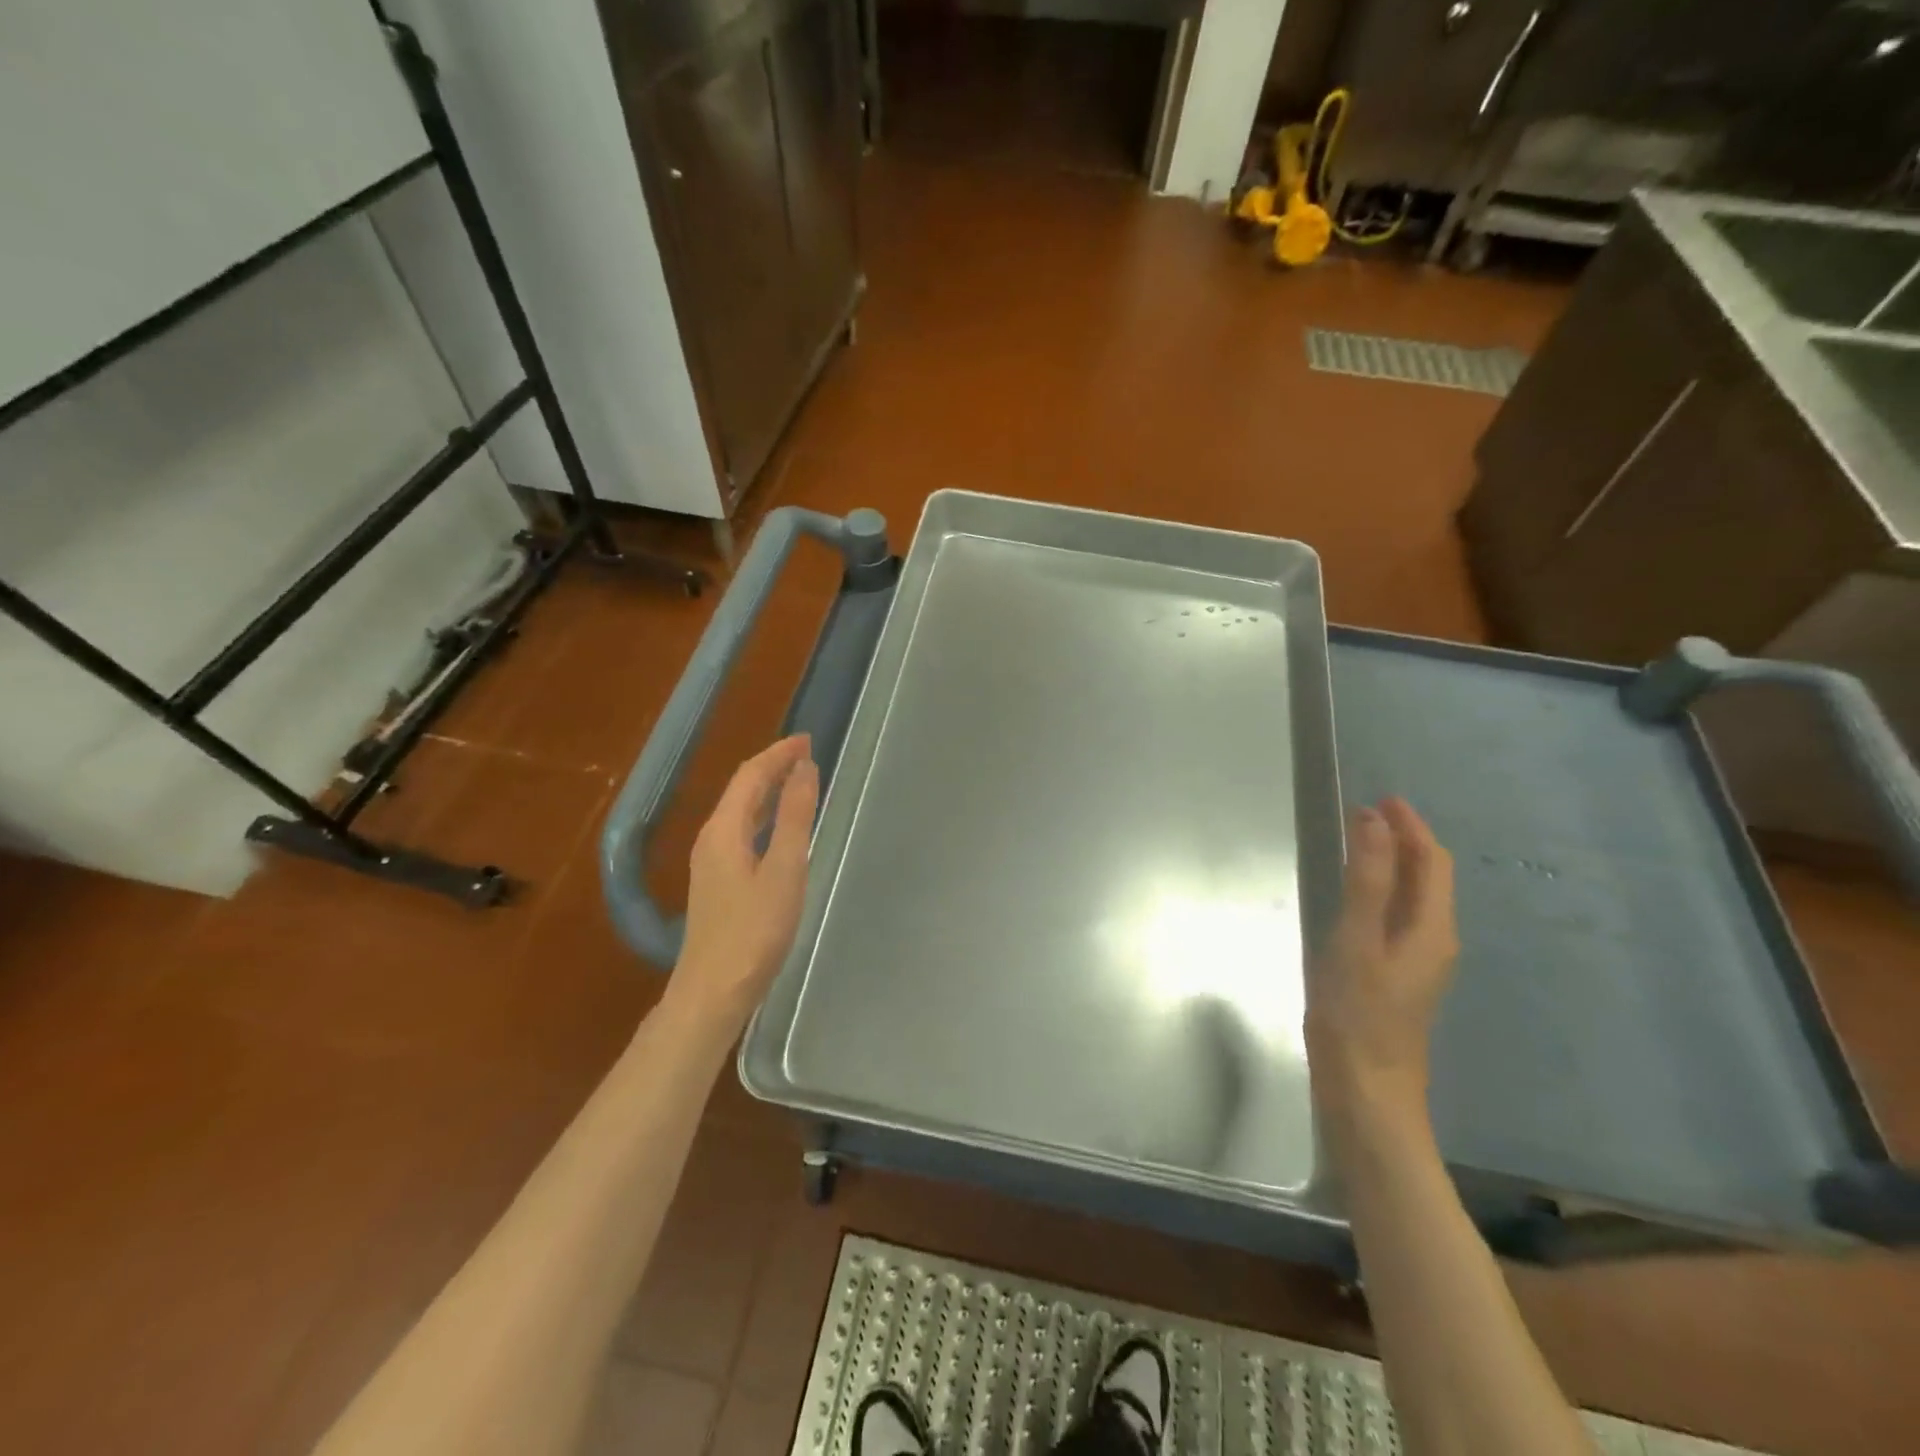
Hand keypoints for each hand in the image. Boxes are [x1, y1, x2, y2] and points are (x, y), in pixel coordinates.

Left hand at [670, 736, 819, 1024]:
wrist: (714, 990)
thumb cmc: (754, 930)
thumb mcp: (784, 870)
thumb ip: (795, 817)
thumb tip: (804, 768)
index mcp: (724, 829)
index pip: (750, 775)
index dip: (778, 754)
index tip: (808, 740)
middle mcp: (712, 838)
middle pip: (742, 790)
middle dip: (773, 767)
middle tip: (807, 755)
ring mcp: (711, 862)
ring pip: (741, 811)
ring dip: (768, 791)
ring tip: (798, 781)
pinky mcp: (718, 882)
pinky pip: (742, 831)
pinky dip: (764, 816)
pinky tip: (779, 829)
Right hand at [1306, 798, 1458, 1121]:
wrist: (1367, 1092)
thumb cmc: (1359, 1014)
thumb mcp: (1357, 940)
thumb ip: (1368, 880)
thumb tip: (1374, 821)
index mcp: (1432, 929)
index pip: (1432, 863)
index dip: (1412, 827)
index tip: (1383, 798)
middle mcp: (1435, 941)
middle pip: (1430, 879)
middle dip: (1407, 841)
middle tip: (1370, 814)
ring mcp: (1419, 963)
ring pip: (1417, 899)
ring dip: (1397, 864)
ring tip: (1364, 843)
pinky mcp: (1399, 978)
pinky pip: (1401, 917)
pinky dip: (1386, 891)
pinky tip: (1360, 896)